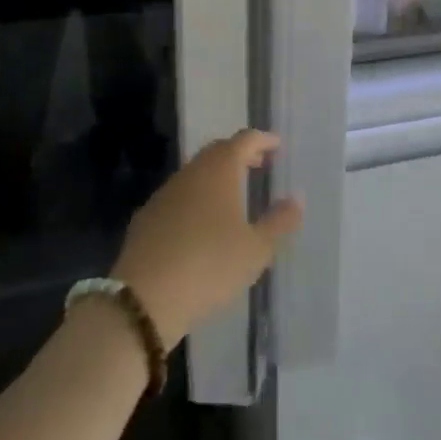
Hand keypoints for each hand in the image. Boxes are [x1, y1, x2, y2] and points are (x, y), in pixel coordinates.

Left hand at [112, 130, 302, 343]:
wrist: (143, 299)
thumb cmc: (210, 266)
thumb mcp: (257, 249)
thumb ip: (280, 221)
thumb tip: (296, 198)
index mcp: (219, 171)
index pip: (244, 140)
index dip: (262, 140)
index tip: (276, 145)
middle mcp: (190, 174)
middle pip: (217, 152)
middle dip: (239, 154)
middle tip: (259, 164)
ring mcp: (164, 195)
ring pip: (195, 174)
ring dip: (216, 176)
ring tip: (234, 194)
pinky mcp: (146, 219)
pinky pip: (178, 196)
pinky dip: (196, 198)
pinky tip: (201, 223)